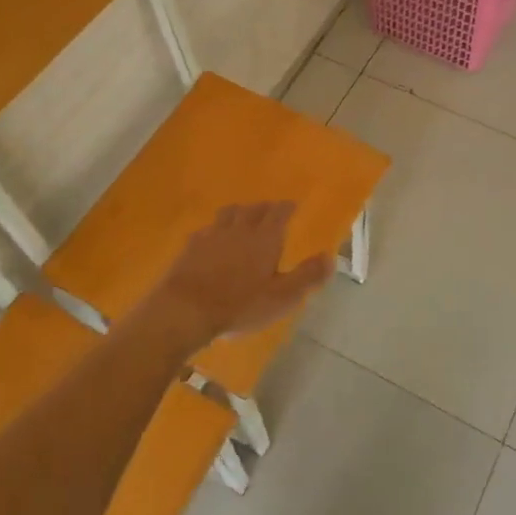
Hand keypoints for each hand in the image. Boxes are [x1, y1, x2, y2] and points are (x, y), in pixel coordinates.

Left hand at [132, 203, 333, 357]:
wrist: (185, 309)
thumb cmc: (240, 306)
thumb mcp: (282, 297)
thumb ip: (307, 276)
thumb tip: (330, 257)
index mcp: (265, 238)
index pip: (279, 213)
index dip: (287, 207)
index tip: (292, 205)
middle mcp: (240, 229)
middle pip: (254, 209)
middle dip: (265, 207)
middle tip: (271, 209)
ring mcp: (212, 235)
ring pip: (228, 213)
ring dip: (239, 212)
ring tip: (243, 216)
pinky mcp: (190, 247)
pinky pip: (206, 229)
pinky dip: (215, 229)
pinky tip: (212, 237)